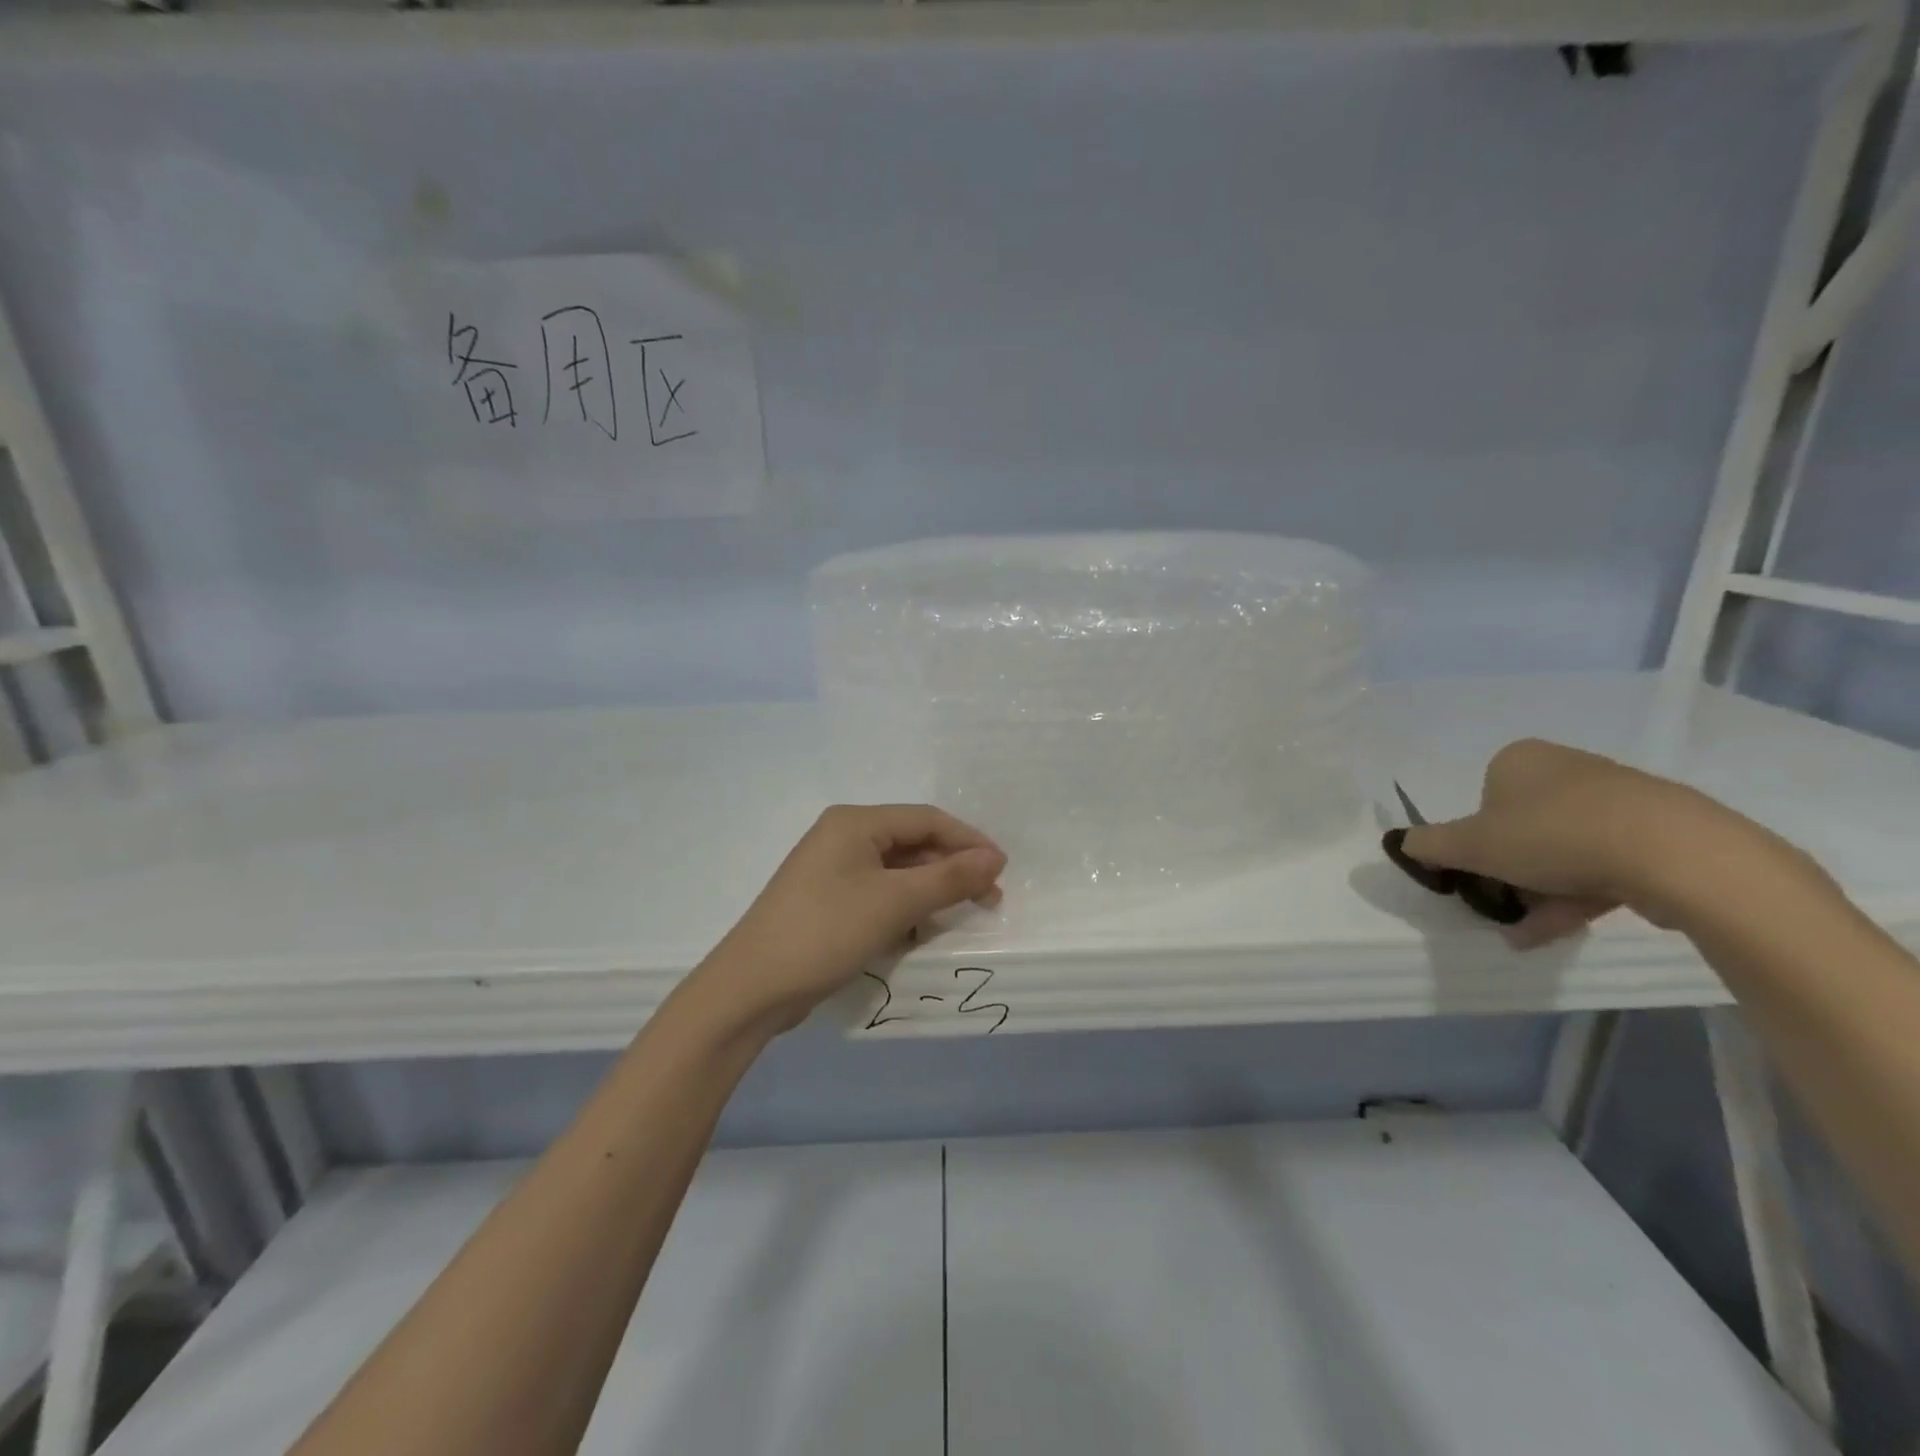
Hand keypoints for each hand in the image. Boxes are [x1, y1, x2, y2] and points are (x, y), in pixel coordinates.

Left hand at [699, 805, 1006, 1033]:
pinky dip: (904, 908)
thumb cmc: (826, 932)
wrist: (752, 988)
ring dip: (930, 891)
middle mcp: (842, 837)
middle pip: (912, 843)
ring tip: (959, 916)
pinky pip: (878, 894)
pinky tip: (919, 932)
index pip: (926, 819)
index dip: (968, 841)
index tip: (1002, 870)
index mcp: (855, 822)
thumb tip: (995, 859)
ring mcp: (831, 870)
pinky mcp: (827, 901)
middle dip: (951, 869)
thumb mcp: (895, 903)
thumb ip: (949, 879)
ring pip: (896, 871)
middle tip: (988, 899)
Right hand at [1397, 738, 1762, 947]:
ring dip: (1538, 893)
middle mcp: (1566, 769)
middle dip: (1508, 873)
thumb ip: (1429, 845)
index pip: (1481, 801)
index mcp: (1519, 760)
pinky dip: (1576, 896)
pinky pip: (1602, 864)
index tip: (1478, 873)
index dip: (1474, 841)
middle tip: (1501, 907)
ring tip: (1527, 934)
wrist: (1676, 854)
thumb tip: (1402, 844)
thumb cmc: (1553, 836)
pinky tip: (1560, 930)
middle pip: (1520, 828)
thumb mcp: (1471, 845)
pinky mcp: (1658, 832)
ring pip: (1561, 851)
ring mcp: (1617, 800)